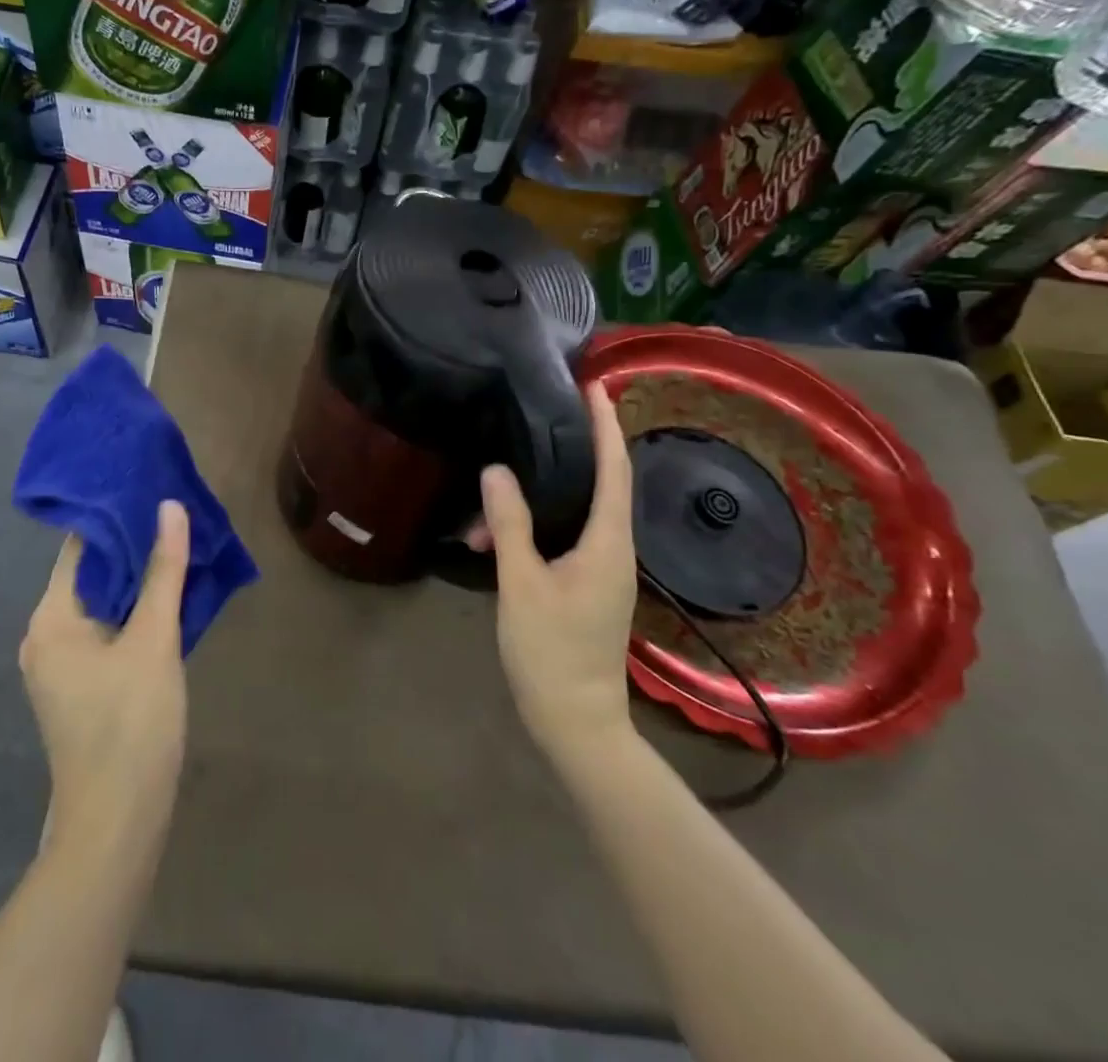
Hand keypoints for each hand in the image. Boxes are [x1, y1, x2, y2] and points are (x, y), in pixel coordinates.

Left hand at [20, 502, 189, 852]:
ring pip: (101, 605)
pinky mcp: (77, 687)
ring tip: (179, 548)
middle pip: (90, 575)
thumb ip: (163, 571)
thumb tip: (170, 507)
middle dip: (133, 548)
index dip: (118, 518)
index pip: (81, 548)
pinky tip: (167, 600)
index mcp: (50, 618)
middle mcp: (44, 635)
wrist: (116, 825)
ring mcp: (58, 665)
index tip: (154, 491)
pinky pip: (104, 632)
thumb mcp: (154, 641)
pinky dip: (132, 613)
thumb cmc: (131, 725)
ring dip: (136, 581)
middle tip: (176, 517)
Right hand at [480, 382, 637, 763]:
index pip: (614, 470)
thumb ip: (510, 525)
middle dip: (578, 447)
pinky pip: (567, 535)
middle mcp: (614, 549)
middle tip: (545, 414)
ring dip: (542, 496)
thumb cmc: (552, 651)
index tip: (596, 385)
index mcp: (608, 543)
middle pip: (603, 483)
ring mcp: (603, 570)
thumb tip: (496, 471)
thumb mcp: (522, 583)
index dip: (607, 425)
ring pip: (578, 512)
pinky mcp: (588, 585)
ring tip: (492, 495)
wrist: (576, 722)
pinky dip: (539, 523)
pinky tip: (498, 534)